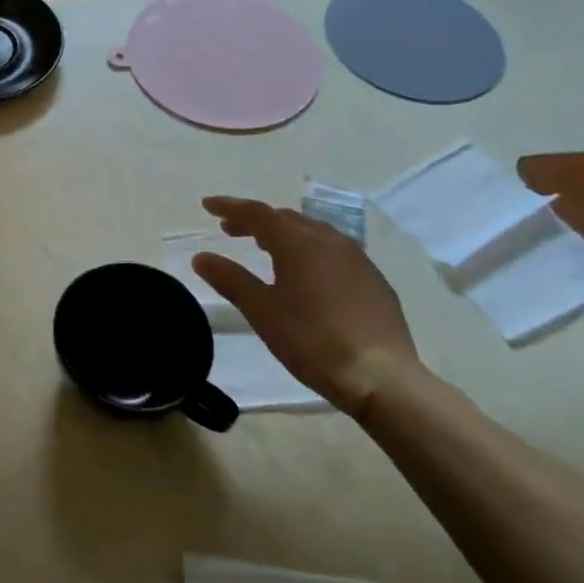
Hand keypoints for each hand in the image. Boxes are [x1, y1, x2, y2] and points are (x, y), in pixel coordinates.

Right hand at [191, 195, 419, 416]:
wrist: (382, 377)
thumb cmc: (312, 340)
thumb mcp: (261, 311)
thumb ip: (230, 279)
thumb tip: (201, 257)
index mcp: (297, 242)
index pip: (256, 213)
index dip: (229, 206)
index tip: (207, 205)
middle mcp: (328, 240)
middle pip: (285, 218)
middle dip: (255, 220)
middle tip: (230, 230)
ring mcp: (356, 258)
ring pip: (312, 231)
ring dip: (284, 233)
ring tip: (266, 247)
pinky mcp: (374, 279)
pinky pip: (333, 250)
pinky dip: (309, 249)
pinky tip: (307, 273)